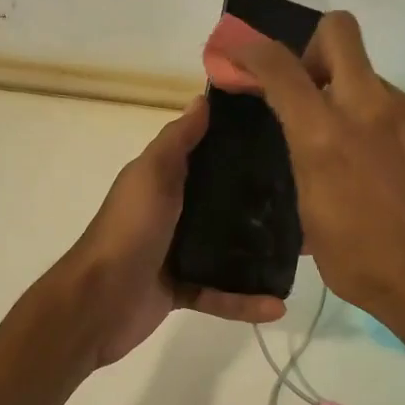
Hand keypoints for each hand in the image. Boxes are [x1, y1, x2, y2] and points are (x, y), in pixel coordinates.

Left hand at [53, 97, 284, 367]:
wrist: (98, 301)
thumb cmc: (130, 229)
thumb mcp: (152, 174)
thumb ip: (178, 140)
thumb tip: (204, 99)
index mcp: (163, 180)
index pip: (207, 155)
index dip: (240, 146)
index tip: (285, 140)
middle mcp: (172, 212)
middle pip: (223, 203)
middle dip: (260, 202)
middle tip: (306, 199)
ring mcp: (176, 253)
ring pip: (227, 251)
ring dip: (260, 254)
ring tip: (303, 252)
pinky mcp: (181, 290)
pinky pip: (220, 294)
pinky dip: (244, 301)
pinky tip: (276, 305)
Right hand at [223, 12, 404, 343]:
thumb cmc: (362, 261)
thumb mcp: (309, 214)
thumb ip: (301, 159)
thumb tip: (300, 137)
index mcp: (324, 135)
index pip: (279, 66)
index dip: (251, 52)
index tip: (240, 59)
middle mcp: (368, 107)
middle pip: (338, 31)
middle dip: (312, 47)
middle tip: (307, 86)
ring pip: (368, 74)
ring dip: (348, 94)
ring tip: (351, 147)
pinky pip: (395, 104)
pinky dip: (378, 119)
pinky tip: (382, 164)